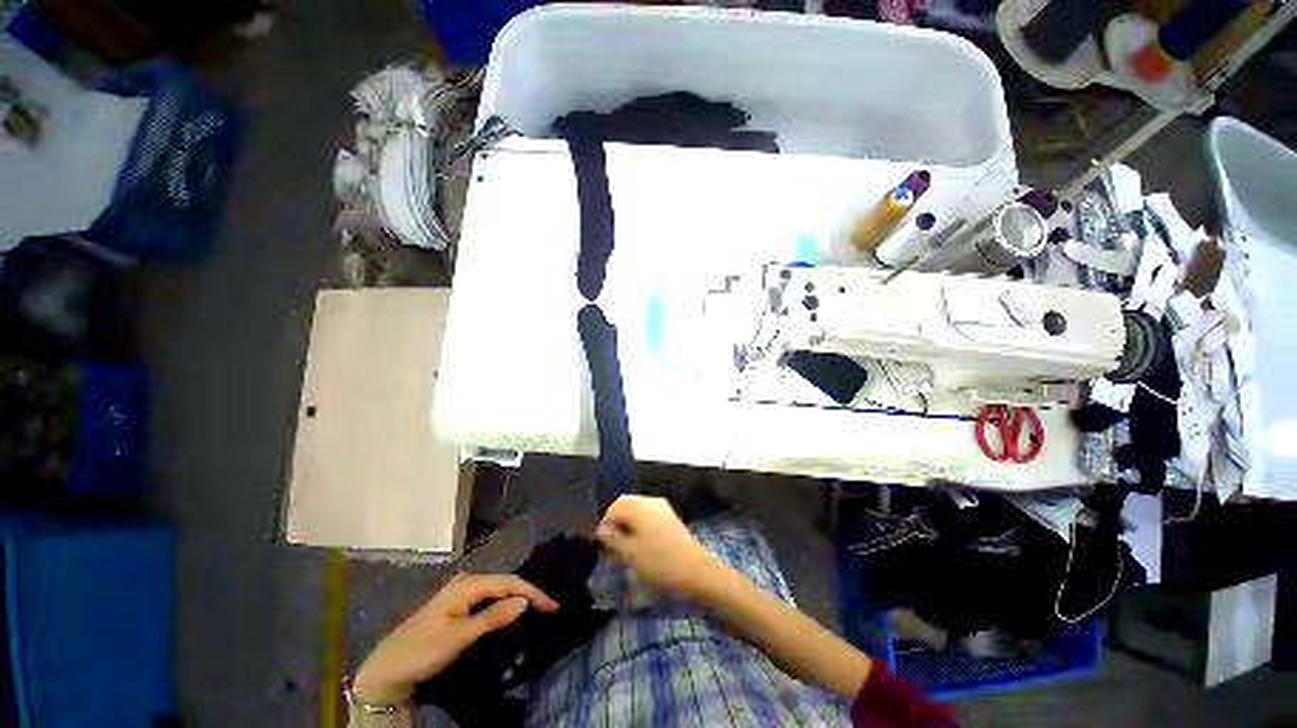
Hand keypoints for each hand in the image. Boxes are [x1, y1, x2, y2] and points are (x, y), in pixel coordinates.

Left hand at [353, 574, 558, 704]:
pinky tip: (513, 611)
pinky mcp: (458, 607)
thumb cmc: (424, 649)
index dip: (533, 592)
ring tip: (538, 608)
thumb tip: (526, 601)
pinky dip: (505, 605)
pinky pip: (489, 600)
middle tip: (550, 607)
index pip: (510, 582)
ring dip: (518, 599)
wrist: (388, 669)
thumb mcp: (461, 636)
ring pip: (498, 591)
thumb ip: (494, 617)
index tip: (553, 606)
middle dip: (528, 593)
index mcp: (468, 584)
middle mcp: (467, 582)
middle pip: (506, 583)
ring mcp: (461, 594)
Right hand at [595, 495, 719, 599]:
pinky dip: (641, 528)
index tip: (602, 545)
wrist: (696, 571)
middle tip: (612, 547)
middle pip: (626, 506)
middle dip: (617, 524)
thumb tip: (602, 529)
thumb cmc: (659, 563)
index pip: (614, 506)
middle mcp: (650, 501)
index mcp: (639, 506)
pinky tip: (641, 547)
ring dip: (628, 526)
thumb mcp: (629, 554)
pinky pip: (649, 517)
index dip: (605, 523)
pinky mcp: (671, 519)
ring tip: (625, 550)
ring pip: (638, 512)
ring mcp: (663, 509)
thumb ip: (612, 539)